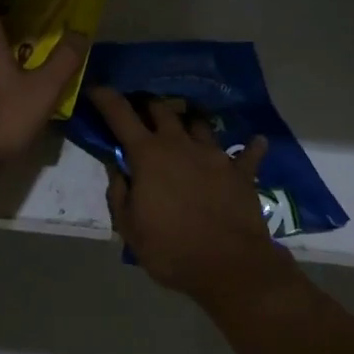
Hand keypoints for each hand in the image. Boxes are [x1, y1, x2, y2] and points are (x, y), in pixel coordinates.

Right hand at [87, 87, 294, 311]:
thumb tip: (117, 168)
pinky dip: (251, 147)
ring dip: (189, 121)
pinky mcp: (240, 170)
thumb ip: (119, 193)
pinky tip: (256, 142)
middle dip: (148, 104)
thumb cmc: (171, 249)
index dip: (106, 98)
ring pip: (199, 123)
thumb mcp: (129, 229)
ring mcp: (214, 154)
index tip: (97, 87)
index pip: (120, 116)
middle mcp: (180, 144)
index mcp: (148, 155)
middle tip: (142, 110)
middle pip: (162, 109)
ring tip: (187, 125)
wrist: (229, 265)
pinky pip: (248, 152)